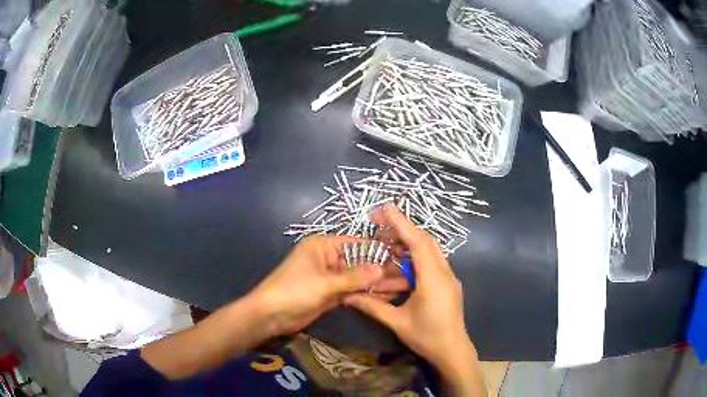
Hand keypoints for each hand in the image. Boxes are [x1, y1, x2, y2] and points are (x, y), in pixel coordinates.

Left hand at [250, 235, 408, 337]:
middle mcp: (328, 258)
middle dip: (382, 269)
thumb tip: (383, 269)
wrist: (271, 315)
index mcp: (323, 246)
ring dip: (378, 283)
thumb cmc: (294, 290)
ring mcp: (331, 278)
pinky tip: (387, 296)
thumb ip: (354, 277)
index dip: (378, 249)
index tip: (401, 254)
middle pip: (360, 262)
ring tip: (404, 286)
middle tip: (407, 273)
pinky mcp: (331, 294)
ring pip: (358, 278)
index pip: (356, 243)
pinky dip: (367, 294)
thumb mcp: (325, 282)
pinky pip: (353, 291)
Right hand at [344, 205, 478, 375]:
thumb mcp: (397, 322)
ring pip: (431, 251)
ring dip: (411, 244)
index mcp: (433, 278)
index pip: (417, 242)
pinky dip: (417, 257)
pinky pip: (433, 263)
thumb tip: (347, 296)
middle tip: (381, 225)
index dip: (401, 223)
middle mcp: (445, 272)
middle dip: (404, 230)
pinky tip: (402, 266)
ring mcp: (449, 278)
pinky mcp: (449, 284)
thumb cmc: (427, 337)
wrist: (453, 351)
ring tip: (388, 245)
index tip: (386, 208)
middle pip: (426, 241)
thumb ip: (372, 306)